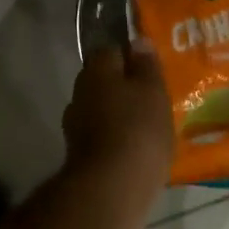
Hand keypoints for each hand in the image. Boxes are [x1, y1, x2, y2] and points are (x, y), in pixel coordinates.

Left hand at [62, 41, 173, 190]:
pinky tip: (135, 148)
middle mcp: (79, 91)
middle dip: (124, 87)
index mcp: (96, 69)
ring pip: (102, 108)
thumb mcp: (153, 91)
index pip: (112, 50)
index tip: (151, 71)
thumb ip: (146, 65)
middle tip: (153, 98)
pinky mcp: (79, 153)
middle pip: (104, 81)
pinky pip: (102, 135)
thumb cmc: (138, 129)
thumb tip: (138, 42)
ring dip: (119, 113)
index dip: (132, 58)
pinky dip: (115, 137)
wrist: (111, 187)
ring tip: (147, 125)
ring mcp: (75, 124)